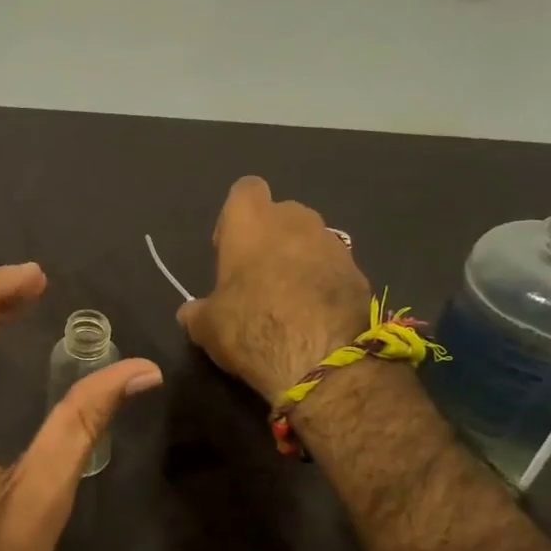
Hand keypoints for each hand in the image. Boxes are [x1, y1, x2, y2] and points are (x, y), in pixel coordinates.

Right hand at [178, 176, 371, 400]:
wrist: (323, 360)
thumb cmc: (251, 327)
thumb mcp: (206, 326)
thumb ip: (197, 311)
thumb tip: (190, 312)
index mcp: (251, 221)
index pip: (245, 190)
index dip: (236, 217)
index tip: (230, 249)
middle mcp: (295, 220)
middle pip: (281, 214)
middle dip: (271, 237)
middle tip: (258, 277)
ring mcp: (333, 243)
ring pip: (311, 239)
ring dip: (300, 260)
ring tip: (289, 300)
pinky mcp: (359, 272)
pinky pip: (334, 268)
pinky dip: (323, 283)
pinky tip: (314, 316)